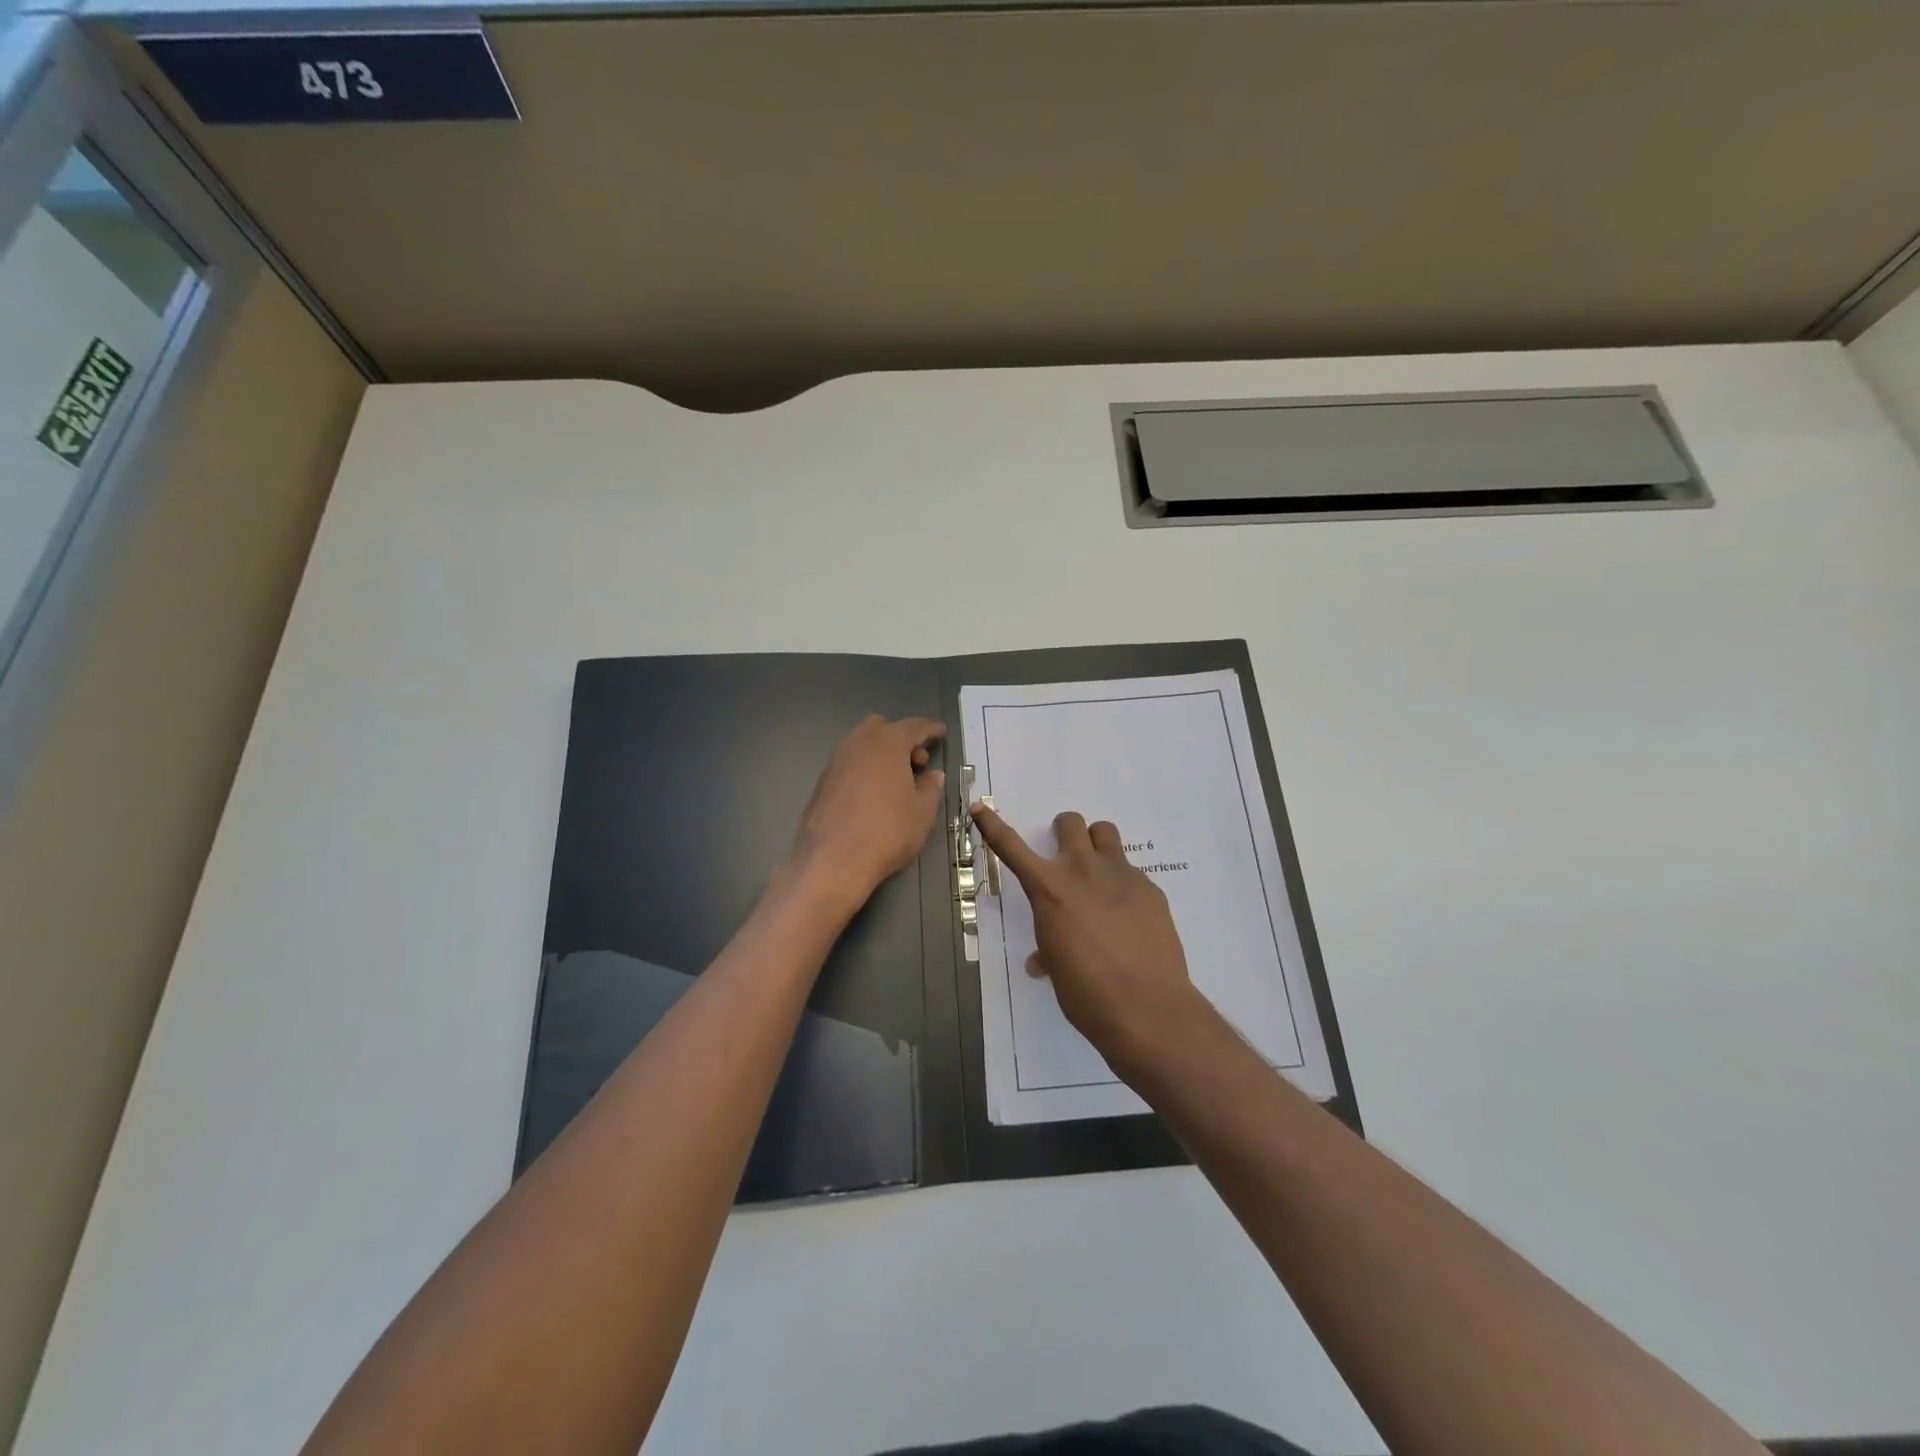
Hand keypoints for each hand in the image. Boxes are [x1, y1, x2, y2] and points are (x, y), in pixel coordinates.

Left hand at [790, 715, 946, 908]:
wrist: (833, 861)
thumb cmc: (888, 832)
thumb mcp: (922, 812)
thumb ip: (930, 788)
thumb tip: (933, 776)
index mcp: (887, 744)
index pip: (913, 726)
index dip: (930, 729)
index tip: (940, 732)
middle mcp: (858, 744)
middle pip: (882, 728)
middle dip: (901, 738)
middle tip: (917, 762)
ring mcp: (836, 761)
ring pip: (862, 744)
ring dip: (881, 754)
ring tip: (897, 781)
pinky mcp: (822, 782)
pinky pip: (849, 764)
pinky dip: (865, 769)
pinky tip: (874, 793)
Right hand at [970, 806, 1210, 1080]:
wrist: (1146, 1007)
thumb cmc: (1086, 993)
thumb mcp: (1057, 967)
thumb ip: (1048, 950)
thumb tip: (1043, 960)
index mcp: (1049, 889)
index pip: (1011, 846)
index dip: (991, 824)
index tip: (979, 807)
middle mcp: (1082, 870)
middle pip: (1070, 823)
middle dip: (1064, 834)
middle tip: (1066, 859)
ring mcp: (1120, 874)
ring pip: (1105, 832)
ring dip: (1097, 845)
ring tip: (1100, 875)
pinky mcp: (1150, 888)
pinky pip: (1132, 872)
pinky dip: (1124, 885)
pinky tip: (1130, 917)